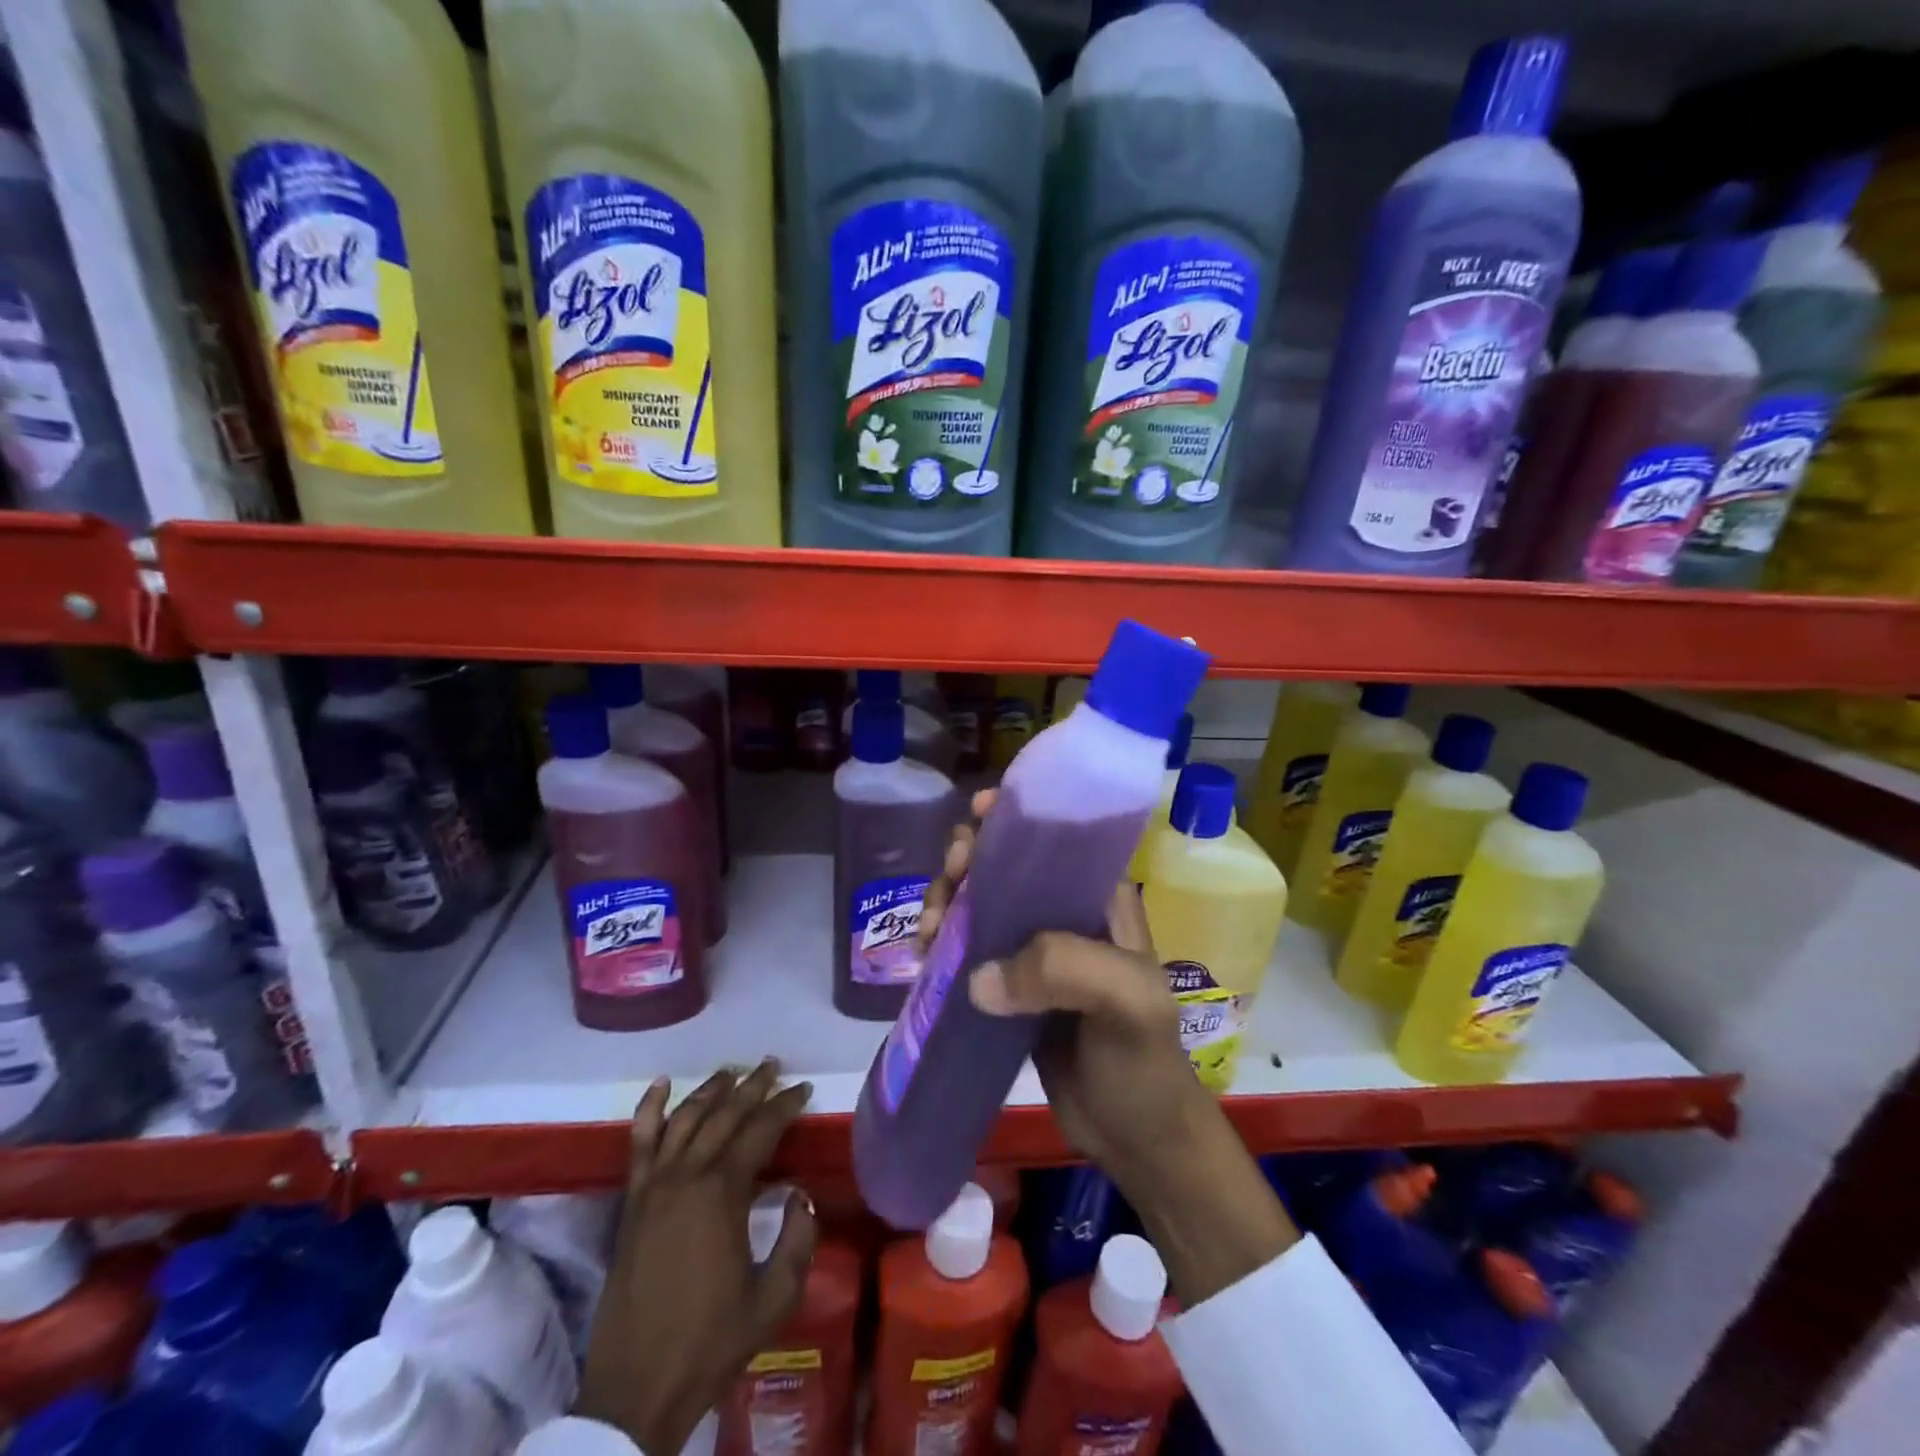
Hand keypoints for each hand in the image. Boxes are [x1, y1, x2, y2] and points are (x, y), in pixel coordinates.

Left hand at [577, 1062, 816, 1454]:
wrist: (636, 1390)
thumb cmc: (711, 1343)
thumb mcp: (774, 1298)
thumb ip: (797, 1239)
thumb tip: (799, 1195)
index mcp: (723, 1194)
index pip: (760, 1131)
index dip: (785, 1106)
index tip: (803, 1090)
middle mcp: (687, 1177)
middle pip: (724, 1115)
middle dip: (752, 1087)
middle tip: (773, 1066)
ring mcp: (654, 1187)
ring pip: (685, 1119)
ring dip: (710, 1091)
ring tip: (732, 1072)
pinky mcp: (632, 1203)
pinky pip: (639, 1144)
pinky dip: (649, 1110)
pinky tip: (662, 1085)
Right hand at [925, 792, 1297, 1304]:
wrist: (1136, 1138)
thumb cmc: (1143, 1062)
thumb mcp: (1126, 1003)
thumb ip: (1064, 969)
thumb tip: (978, 977)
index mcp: (1099, 898)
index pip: (1054, 837)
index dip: (1012, 817)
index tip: (974, 819)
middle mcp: (1064, 913)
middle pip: (1004, 864)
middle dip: (967, 862)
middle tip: (946, 891)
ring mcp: (1035, 951)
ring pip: (979, 903)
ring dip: (946, 903)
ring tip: (930, 933)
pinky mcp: (1011, 986)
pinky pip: (968, 948)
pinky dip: (942, 943)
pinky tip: (926, 956)